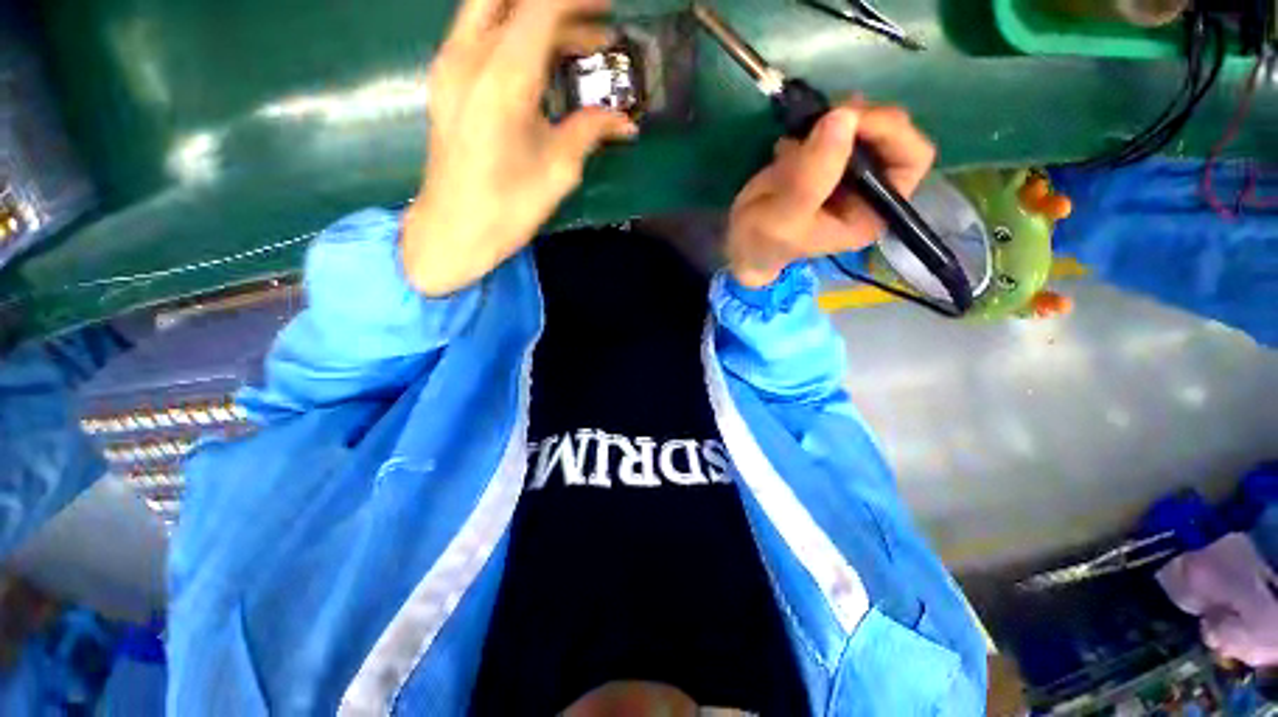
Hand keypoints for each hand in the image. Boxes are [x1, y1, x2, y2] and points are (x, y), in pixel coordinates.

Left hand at [402, 0, 637, 295]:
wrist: (454, 230)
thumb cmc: (509, 206)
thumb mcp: (558, 170)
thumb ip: (590, 131)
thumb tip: (624, 121)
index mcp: (502, 77)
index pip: (541, 6)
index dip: (579, 2)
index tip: (609, 11)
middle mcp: (469, 55)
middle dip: (556, 4)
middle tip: (594, 25)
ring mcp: (450, 64)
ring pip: (493, 10)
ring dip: (537, 19)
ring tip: (578, 48)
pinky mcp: (445, 80)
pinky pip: (480, 33)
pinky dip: (515, 35)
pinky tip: (541, 64)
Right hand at [725, 100, 935, 287]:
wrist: (741, 242)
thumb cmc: (763, 241)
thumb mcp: (783, 217)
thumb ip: (812, 177)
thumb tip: (843, 117)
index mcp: (872, 212)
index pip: (911, 160)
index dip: (891, 132)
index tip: (850, 121)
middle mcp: (871, 190)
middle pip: (894, 134)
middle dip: (862, 120)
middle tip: (825, 116)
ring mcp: (851, 172)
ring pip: (867, 124)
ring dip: (838, 117)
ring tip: (803, 131)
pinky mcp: (829, 160)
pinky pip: (840, 125)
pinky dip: (820, 120)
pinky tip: (794, 140)